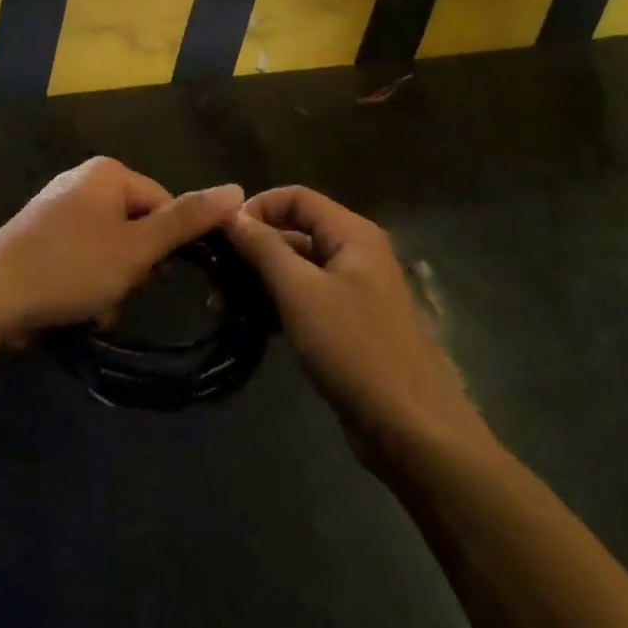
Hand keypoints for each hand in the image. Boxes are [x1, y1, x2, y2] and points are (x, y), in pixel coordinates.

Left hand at [0, 157, 243, 341]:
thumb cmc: (70, 268)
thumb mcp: (138, 248)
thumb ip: (188, 220)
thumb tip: (237, 189)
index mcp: (108, 173)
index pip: (164, 204)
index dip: (165, 247)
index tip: (150, 278)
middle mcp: (82, 180)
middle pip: (136, 227)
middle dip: (133, 269)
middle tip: (116, 293)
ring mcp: (57, 207)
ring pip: (109, 248)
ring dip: (110, 283)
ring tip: (92, 308)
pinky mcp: (39, 235)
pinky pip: (81, 256)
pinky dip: (84, 282)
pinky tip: (72, 308)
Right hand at [226, 186, 478, 467]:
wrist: (412, 430)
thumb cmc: (355, 349)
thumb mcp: (301, 292)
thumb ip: (264, 248)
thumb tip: (231, 213)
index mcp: (353, 234)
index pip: (297, 197)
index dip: (257, 207)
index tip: (221, 233)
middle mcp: (356, 253)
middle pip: (298, 230)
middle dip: (255, 246)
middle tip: (214, 272)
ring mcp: (356, 291)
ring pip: (300, 267)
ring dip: (263, 278)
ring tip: (222, 300)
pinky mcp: (351, 325)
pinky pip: (309, 298)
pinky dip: (280, 303)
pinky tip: (251, 322)